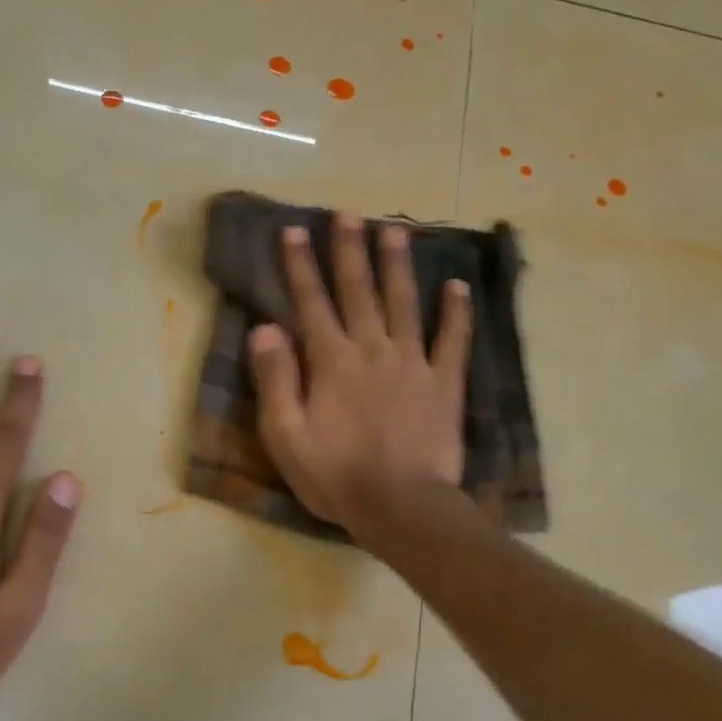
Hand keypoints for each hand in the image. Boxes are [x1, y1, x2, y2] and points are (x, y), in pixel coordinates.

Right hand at [248, 215, 470, 539]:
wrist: (402, 506)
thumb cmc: (335, 475)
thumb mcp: (286, 435)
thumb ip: (275, 379)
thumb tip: (264, 328)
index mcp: (331, 360)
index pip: (311, 302)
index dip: (301, 265)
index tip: (294, 230)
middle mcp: (372, 349)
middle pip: (359, 290)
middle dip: (350, 250)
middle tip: (348, 214)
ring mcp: (413, 363)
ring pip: (404, 303)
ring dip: (398, 266)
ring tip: (396, 230)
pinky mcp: (444, 384)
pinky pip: (452, 341)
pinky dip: (456, 313)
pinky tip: (457, 287)